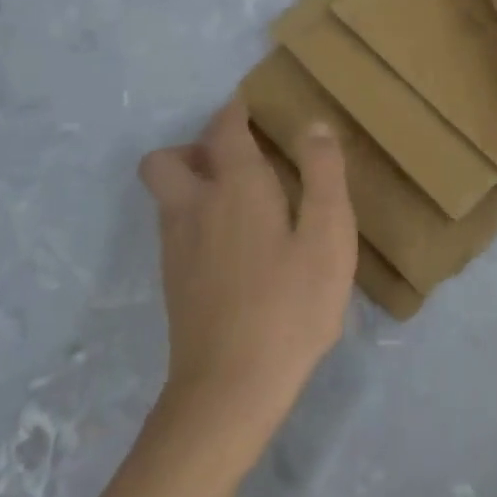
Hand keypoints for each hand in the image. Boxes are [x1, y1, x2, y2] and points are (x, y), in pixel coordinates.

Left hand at [138, 100, 356, 452]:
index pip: (224, 129)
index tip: (253, 107)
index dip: (236, 111)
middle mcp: (193, 207)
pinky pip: (175, 228)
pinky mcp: (173, 282)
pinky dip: (196, 218)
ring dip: (193, 182)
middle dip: (196, 147)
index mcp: (234, 187)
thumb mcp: (329, 237)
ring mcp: (176, 248)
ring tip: (242, 200)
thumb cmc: (290, 306)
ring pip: (167, 195)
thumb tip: (313, 125)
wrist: (230, 390)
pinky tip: (235, 246)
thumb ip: (324, 175)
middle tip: (238, 159)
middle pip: (167, 159)